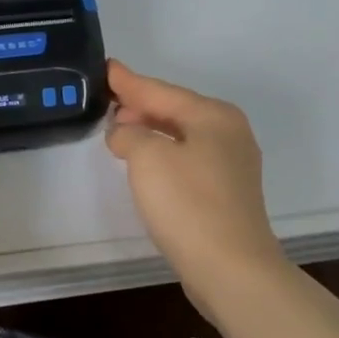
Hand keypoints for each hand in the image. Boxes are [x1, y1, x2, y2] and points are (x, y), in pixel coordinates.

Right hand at [105, 60, 288, 312]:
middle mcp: (228, 133)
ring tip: (119, 127)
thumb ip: (128, 133)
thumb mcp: (147, 158)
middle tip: (106, 98)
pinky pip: (186, 158)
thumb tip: (125, 133)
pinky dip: (162, 152)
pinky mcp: (226, 193)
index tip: (106, 67)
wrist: (232, 270)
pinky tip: (144, 161)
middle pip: (174, 109)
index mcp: (213, 116)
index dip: (128, 82)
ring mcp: (231, 164)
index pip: (160, 91)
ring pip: (181, 135)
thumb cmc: (188, 204)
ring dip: (149, 129)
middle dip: (139, 104)